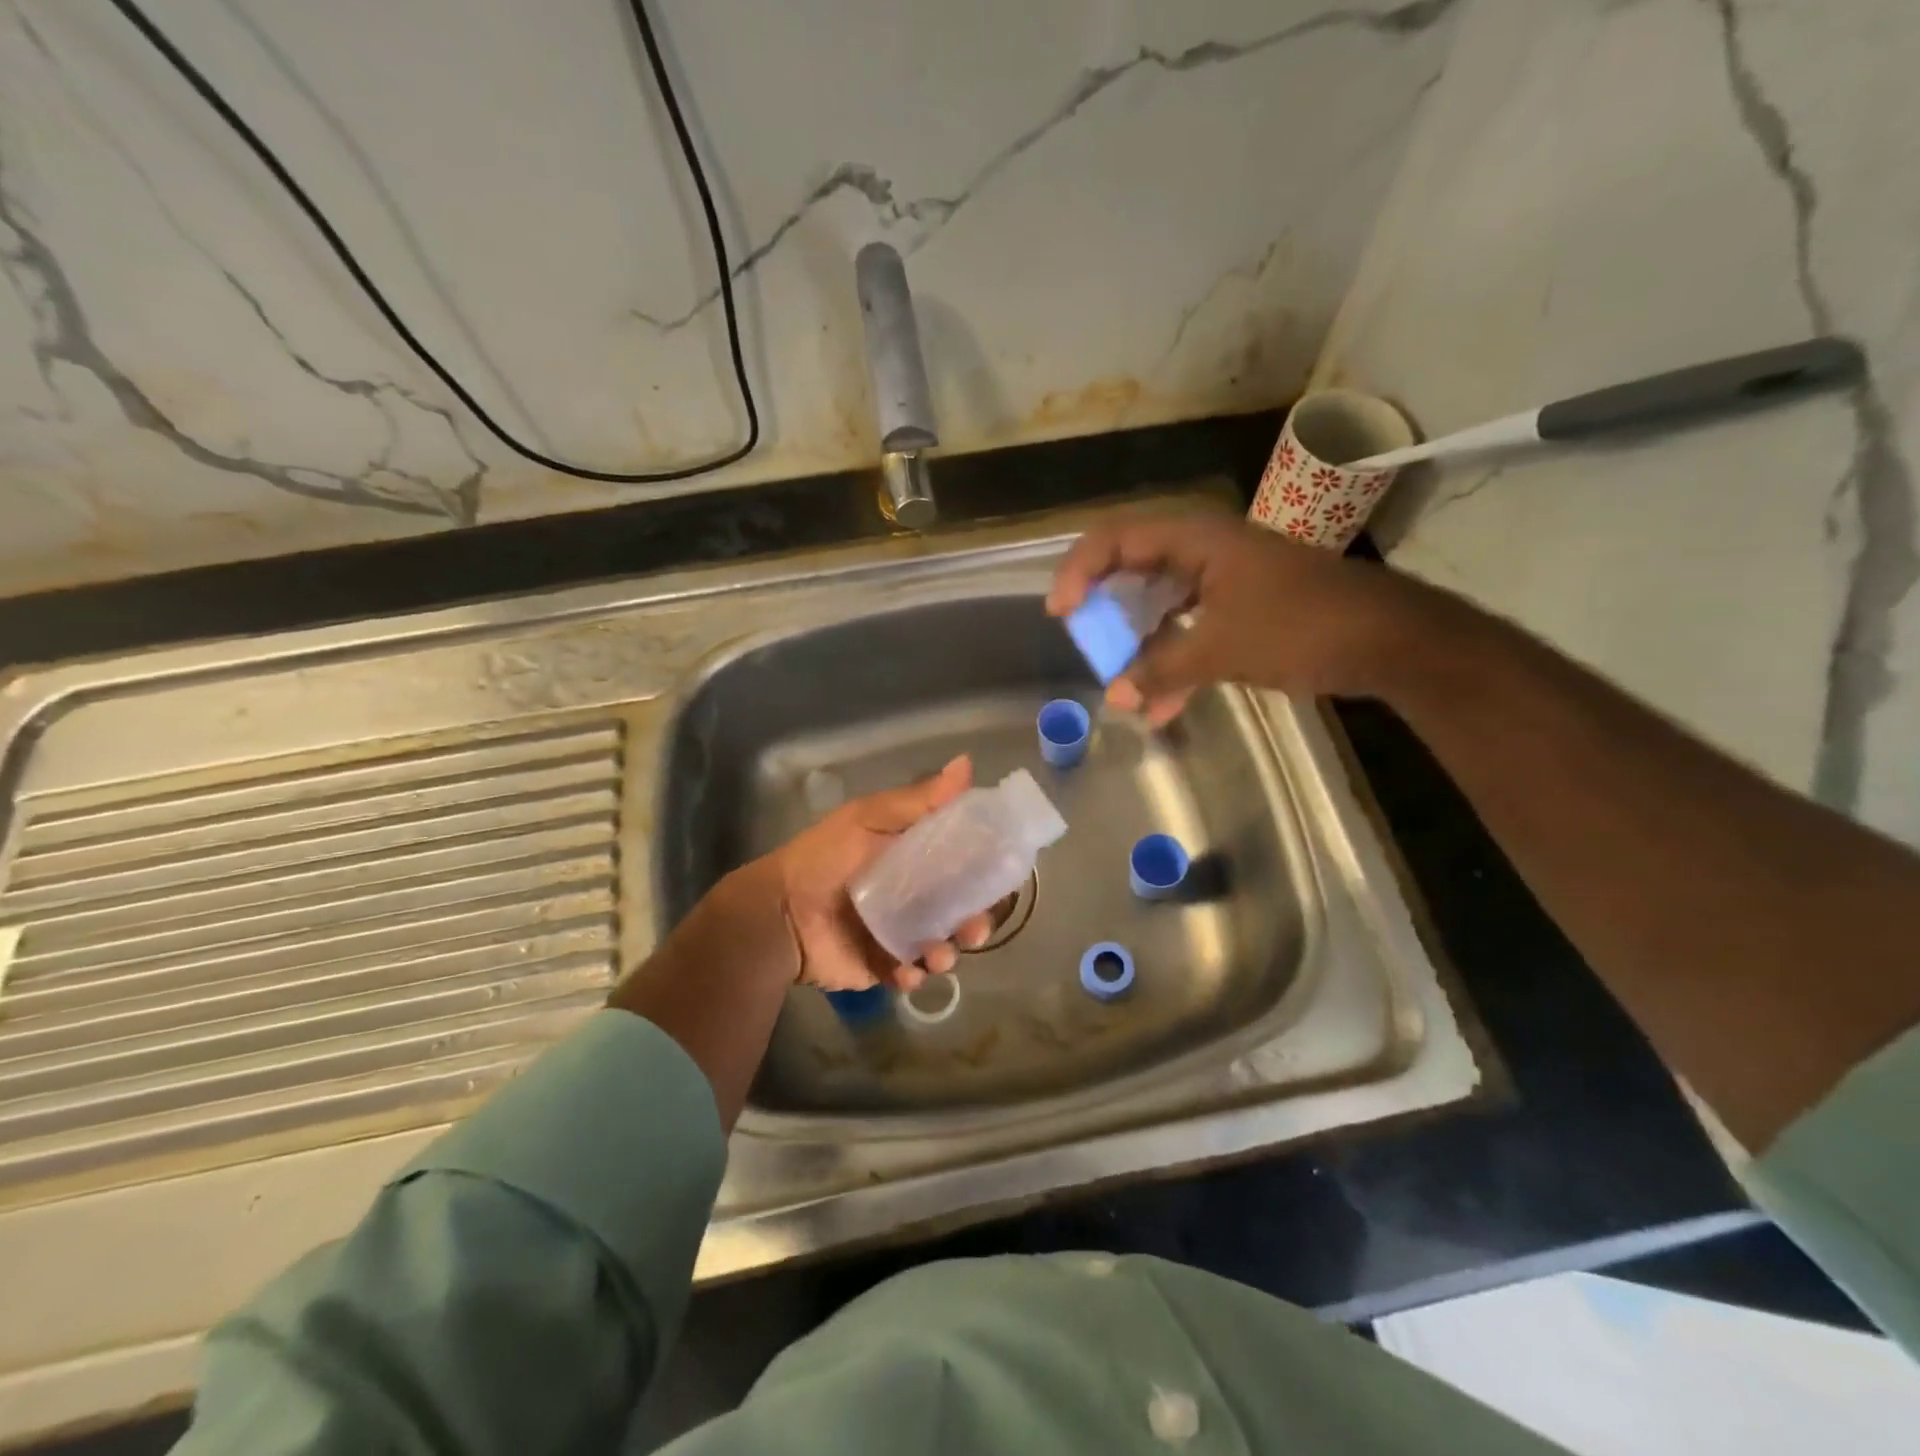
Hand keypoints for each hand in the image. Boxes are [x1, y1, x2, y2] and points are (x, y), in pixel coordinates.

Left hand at [768, 755, 994, 992]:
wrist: (779, 912)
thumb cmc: (825, 858)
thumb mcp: (869, 818)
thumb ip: (918, 800)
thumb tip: (967, 764)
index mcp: (914, 858)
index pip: (962, 864)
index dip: (984, 872)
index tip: (1000, 878)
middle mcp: (913, 896)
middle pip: (960, 910)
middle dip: (975, 922)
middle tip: (974, 929)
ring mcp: (899, 934)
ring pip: (942, 946)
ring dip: (948, 953)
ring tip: (937, 956)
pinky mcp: (883, 965)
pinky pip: (911, 975)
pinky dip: (914, 976)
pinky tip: (905, 972)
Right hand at [1045, 508, 1416, 725]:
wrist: (1389, 640)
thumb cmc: (1301, 627)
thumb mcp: (1222, 648)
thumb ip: (1161, 670)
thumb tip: (1114, 696)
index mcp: (1195, 540)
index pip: (1115, 539)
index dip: (1079, 572)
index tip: (1061, 614)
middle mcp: (1203, 552)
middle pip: (1132, 570)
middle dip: (1105, 611)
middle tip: (1085, 642)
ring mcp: (1223, 581)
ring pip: (1160, 606)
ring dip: (1138, 646)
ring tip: (1121, 685)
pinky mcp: (1240, 610)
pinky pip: (1188, 630)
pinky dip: (1172, 662)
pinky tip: (1162, 706)